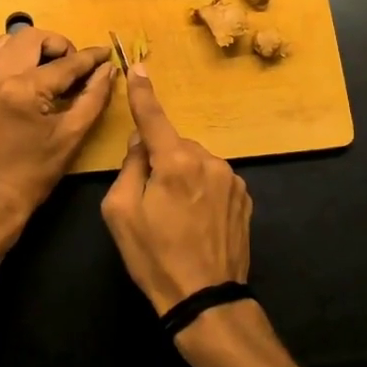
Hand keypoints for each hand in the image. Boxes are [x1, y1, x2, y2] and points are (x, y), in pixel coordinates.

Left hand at [0, 27, 113, 232]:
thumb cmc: (33, 175)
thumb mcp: (71, 137)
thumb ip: (93, 98)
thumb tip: (108, 70)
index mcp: (23, 89)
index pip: (65, 63)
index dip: (90, 57)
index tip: (107, 53)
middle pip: (32, 36)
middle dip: (59, 44)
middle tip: (76, 67)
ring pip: (10, 41)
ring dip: (36, 47)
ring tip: (54, 69)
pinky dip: (17, 57)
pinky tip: (33, 78)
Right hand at [100, 62, 251, 315]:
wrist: (206, 299)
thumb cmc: (155, 257)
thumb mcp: (121, 213)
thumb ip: (129, 168)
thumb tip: (141, 143)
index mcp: (175, 162)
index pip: (153, 118)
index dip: (143, 93)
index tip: (138, 67)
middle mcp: (208, 160)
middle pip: (174, 147)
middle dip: (162, 163)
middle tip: (152, 203)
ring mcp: (232, 178)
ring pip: (196, 163)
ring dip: (184, 178)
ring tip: (178, 219)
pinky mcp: (245, 197)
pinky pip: (214, 180)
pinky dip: (203, 191)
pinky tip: (199, 222)